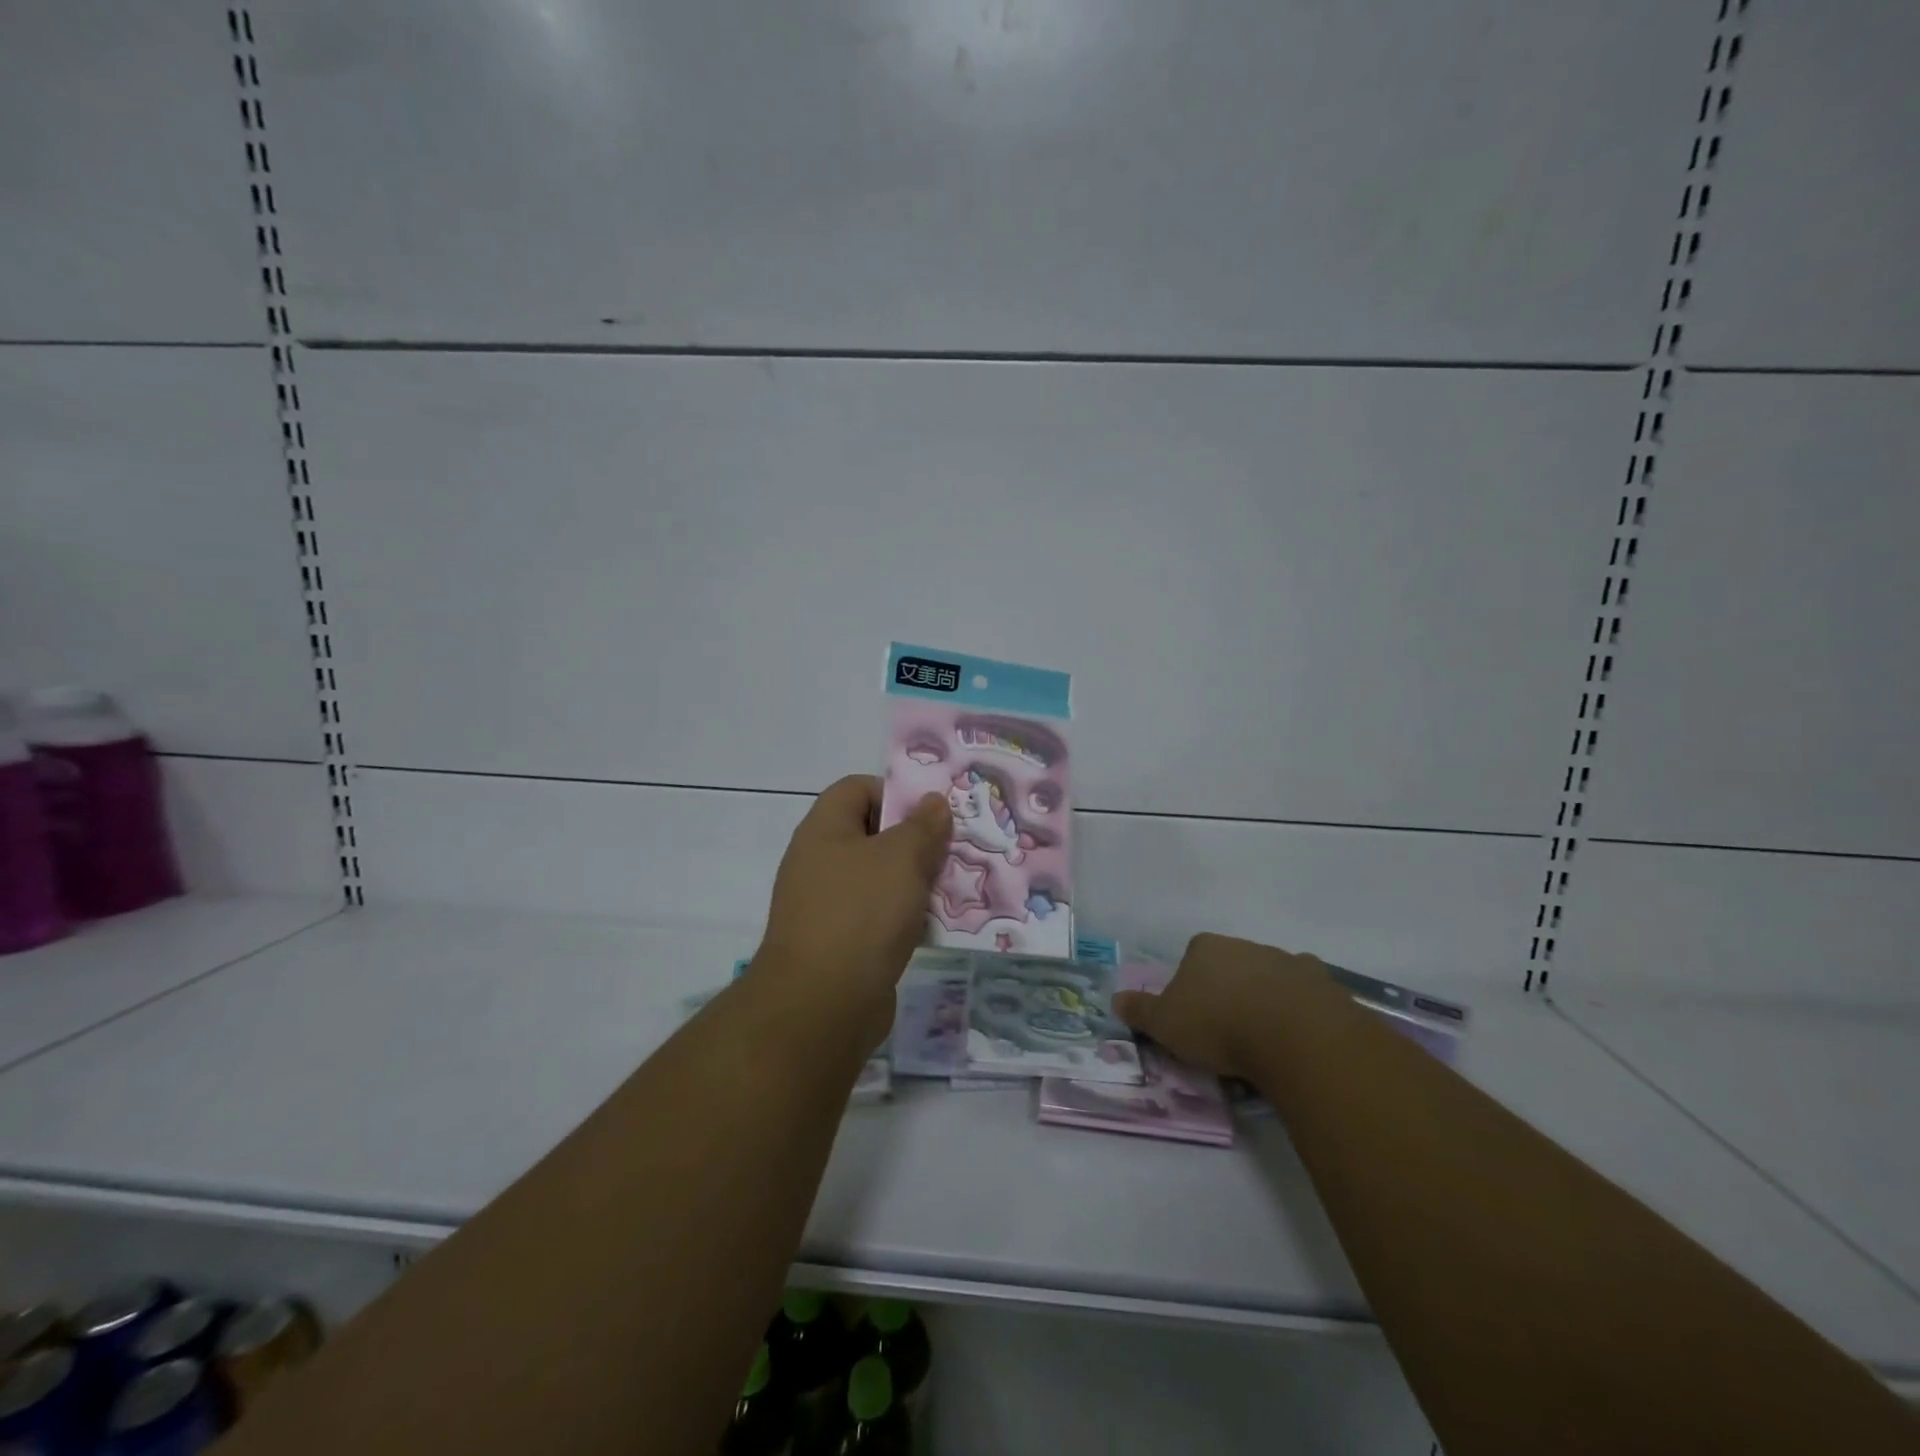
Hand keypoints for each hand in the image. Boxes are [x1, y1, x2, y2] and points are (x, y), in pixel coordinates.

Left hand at [755, 775, 950, 1039]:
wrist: (822, 1006)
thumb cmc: (861, 914)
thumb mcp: (901, 858)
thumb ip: (922, 826)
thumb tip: (933, 802)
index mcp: (824, 830)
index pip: (857, 788)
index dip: (894, 793)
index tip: (932, 815)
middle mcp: (820, 862)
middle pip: (872, 834)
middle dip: (915, 841)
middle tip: (953, 852)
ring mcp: (827, 905)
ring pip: (879, 879)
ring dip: (915, 882)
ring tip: (953, 889)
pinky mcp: (840, 944)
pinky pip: (878, 917)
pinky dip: (905, 917)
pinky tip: (935, 928)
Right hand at [1113, 932, 1329, 1080]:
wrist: (1293, 1036)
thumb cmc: (1218, 1025)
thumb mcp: (1165, 1024)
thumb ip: (1140, 1011)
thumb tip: (1115, 999)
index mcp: (1205, 947)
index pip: (1191, 959)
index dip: (1189, 988)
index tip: (1193, 1018)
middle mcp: (1245, 945)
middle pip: (1231, 966)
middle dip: (1229, 992)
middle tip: (1227, 1033)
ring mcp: (1286, 960)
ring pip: (1269, 978)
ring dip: (1265, 1000)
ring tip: (1264, 1042)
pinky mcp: (1321, 983)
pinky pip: (1306, 995)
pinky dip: (1300, 1010)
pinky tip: (1297, 1037)